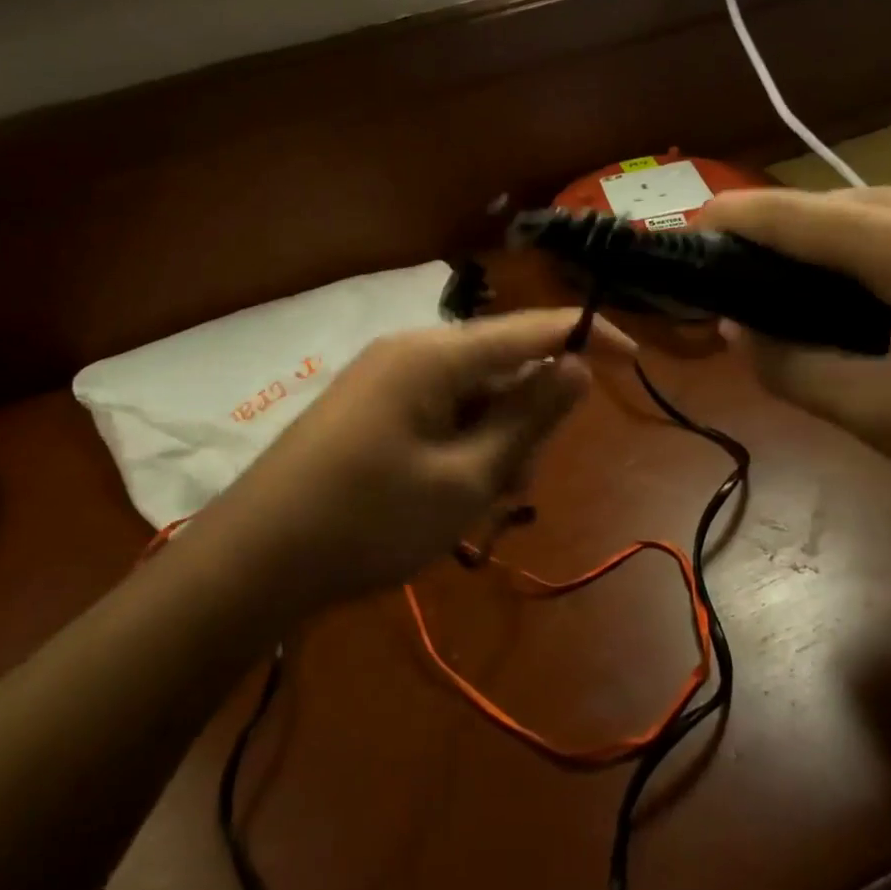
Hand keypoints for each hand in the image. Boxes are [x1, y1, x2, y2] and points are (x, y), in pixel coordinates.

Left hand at [212, 310, 633, 602]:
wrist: (254, 560)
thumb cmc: (369, 520)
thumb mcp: (466, 478)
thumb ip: (528, 418)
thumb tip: (576, 366)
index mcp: (437, 354)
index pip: (532, 329)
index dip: (588, 337)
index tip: (635, 359)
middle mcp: (413, 351)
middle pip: (503, 367)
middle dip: (525, 421)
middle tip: (511, 488)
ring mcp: (388, 378)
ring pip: (473, 397)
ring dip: (492, 444)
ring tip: (472, 505)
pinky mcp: (372, 407)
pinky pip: (441, 413)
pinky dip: (461, 448)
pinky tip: (445, 498)